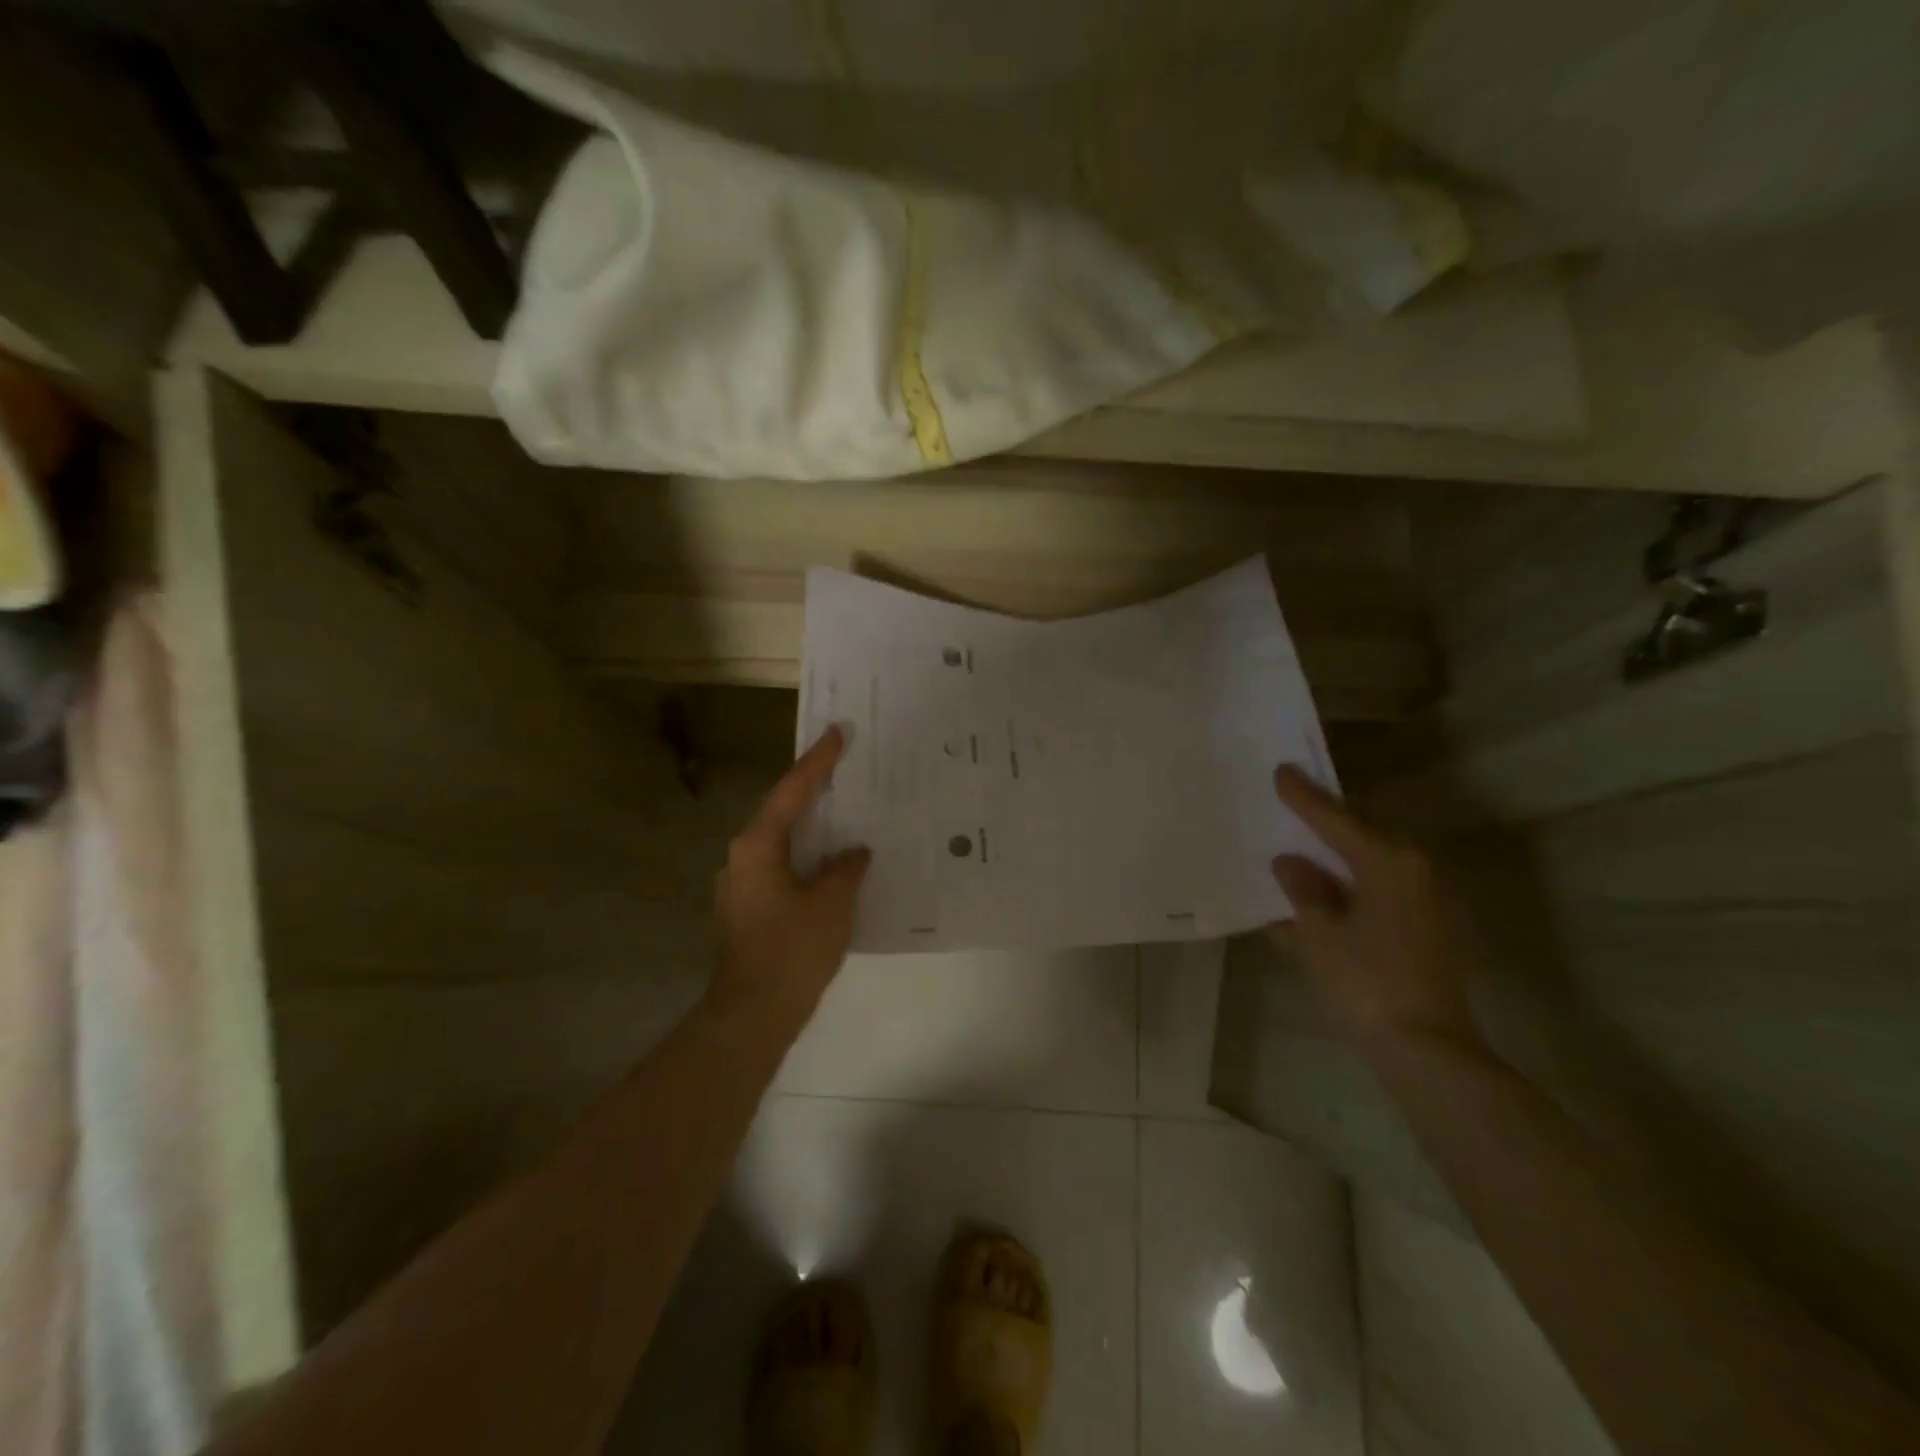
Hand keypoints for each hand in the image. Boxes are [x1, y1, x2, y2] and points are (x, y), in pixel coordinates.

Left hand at [712, 725, 870, 1025]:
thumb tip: (853, 852)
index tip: (837, 732)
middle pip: (781, 812)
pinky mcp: (746, 909)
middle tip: (844, 767)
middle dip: (812, 790)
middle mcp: (741, 857)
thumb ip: (846, 868)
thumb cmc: (792, 950)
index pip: (792, 791)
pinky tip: (830, 864)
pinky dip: (805, 857)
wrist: (752, 1015)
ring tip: (843, 812)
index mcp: (758, 846)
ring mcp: (740, 885)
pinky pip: (780, 867)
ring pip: (780, 842)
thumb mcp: (832, 904)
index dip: (818, 761)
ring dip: (810, 827)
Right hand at [1266, 765, 1478, 1050]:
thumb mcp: (1318, 933)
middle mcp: (1414, 873)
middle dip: (1323, 827)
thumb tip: (1290, 863)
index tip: (1282, 771)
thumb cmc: (1364, 981)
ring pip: (1368, 869)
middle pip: (1359, 839)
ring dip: (1334, 864)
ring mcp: (1425, 904)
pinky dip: (1348, 893)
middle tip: (1289, 810)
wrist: (1425, 1050)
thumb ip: (1302, 891)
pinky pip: (1379, 896)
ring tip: (1297, 855)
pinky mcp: (1428, 933)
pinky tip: (1319, 900)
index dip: (1304, 797)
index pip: (1336, 819)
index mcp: (1388, 862)